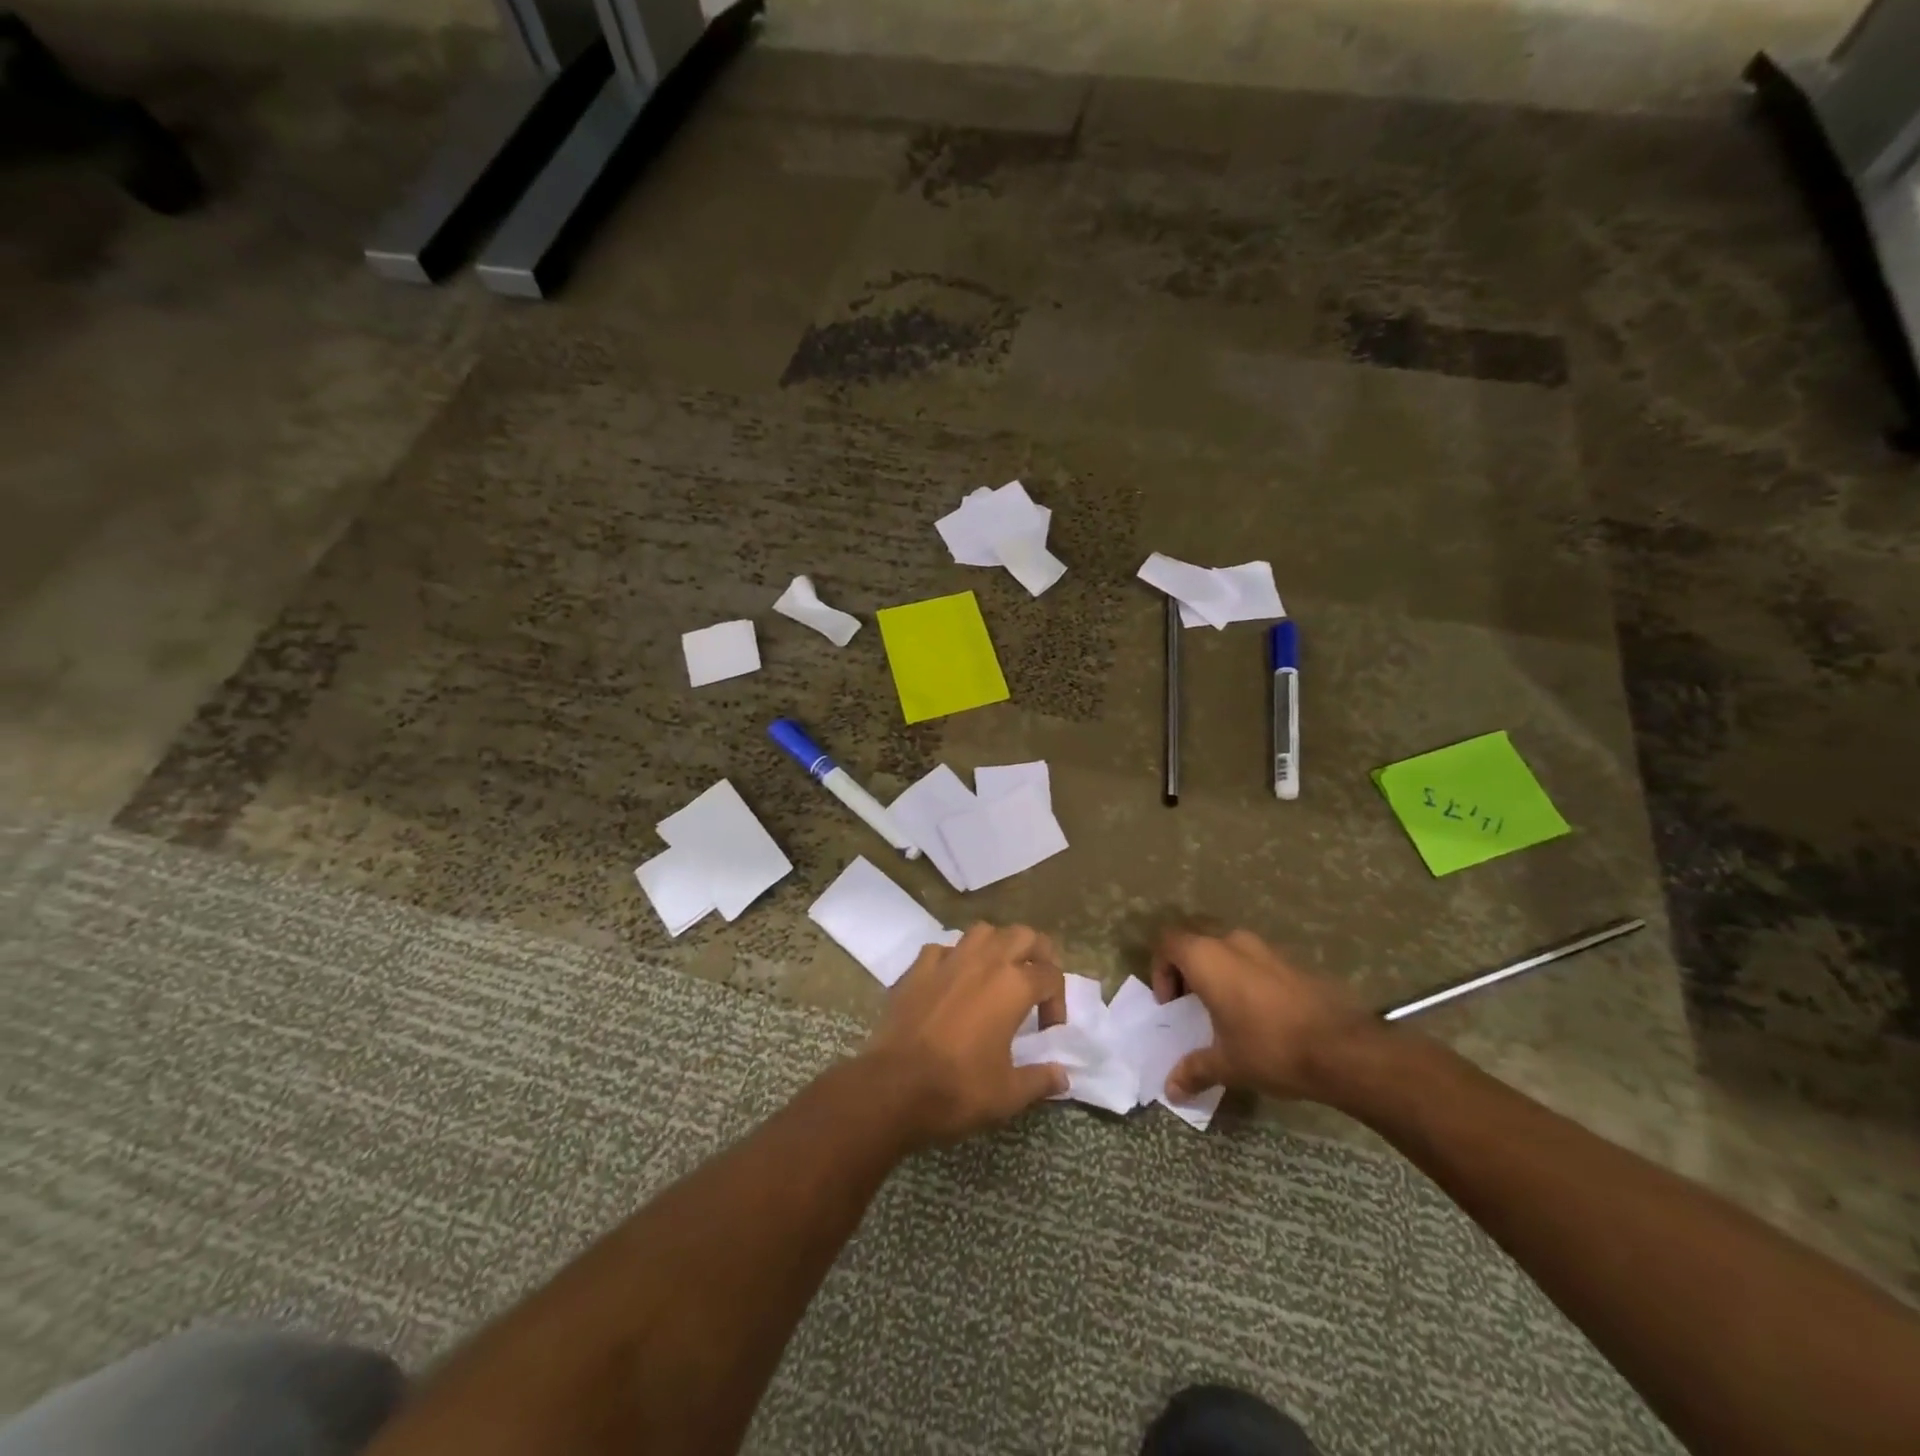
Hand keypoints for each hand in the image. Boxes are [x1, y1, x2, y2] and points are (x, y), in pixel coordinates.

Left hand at [862, 923, 1068, 1147]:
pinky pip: (943, 949)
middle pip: (1023, 935)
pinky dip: (954, 958)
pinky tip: (953, 980)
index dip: (1057, 1001)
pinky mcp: (918, 968)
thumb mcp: (1008, 1094)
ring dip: (997, 946)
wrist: (894, 1086)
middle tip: (1035, 984)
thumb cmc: (958, 1088)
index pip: (1051, 975)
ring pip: (983, 932)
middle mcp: (985, 961)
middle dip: (1037, 954)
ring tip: (997, 974)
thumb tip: (1062, 1077)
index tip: (1048, 1030)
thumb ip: (1040, 1080)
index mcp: (1013, 986)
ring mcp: (948, 959)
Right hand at [1151, 928, 1383, 1101]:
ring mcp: (1266, 948)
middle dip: (1187, 967)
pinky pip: (1255, 960)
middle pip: (1196, 940)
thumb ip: (1194, 1070)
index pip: (1167, 942)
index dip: (1160, 969)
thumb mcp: (1227, 1064)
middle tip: (1191, 1002)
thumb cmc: (1270, 1048)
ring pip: (1227, 948)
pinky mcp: (1292, 960)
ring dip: (1217, 971)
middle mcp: (1232, 942)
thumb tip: (1170, 1090)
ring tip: (1225, 1009)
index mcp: (1207, 958)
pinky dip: (1245, 977)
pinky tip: (1259, 1013)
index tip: (1170, 1003)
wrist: (1344, 1049)